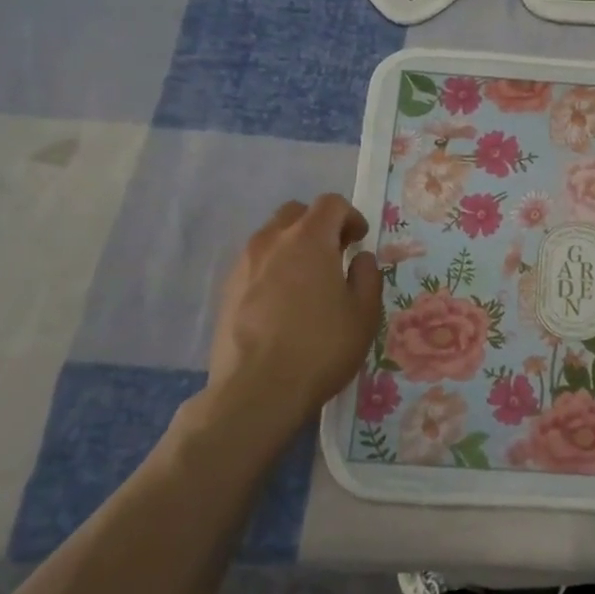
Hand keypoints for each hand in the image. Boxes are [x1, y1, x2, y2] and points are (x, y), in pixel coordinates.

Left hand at [197, 195, 382, 439]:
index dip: (350, 216)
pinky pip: (255, 264)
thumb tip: (359, 258)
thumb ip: (367, 276)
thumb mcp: (364, 313)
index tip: (359, 241)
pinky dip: (273, 269)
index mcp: (309, 238)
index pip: (330, 203)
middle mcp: (271, 241)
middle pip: (296, 213)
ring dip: (292, 247)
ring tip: (307, 281)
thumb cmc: (320, 347)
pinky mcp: (227, 290)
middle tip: (334, 255)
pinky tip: (283, 304)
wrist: (256, 390)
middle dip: (318, 225)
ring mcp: (244, 265)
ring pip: (271, 237)